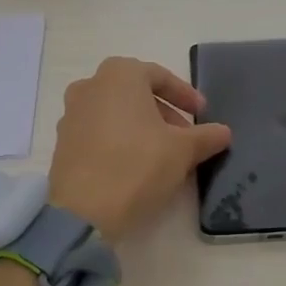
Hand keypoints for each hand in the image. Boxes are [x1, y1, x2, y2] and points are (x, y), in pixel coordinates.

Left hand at [48, 58, 231, 242]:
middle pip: (136, 94)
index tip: (202, 115)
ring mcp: (71, 114)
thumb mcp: (183, 150)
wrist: (83, 211)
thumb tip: (223, 132)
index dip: (185, 96)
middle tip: (186, 137)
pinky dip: (120, 141)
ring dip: (142, 128)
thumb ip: (206, 136)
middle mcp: (90, 86)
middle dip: (164, 113)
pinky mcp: (62, 143)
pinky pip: (99, 132)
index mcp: (119, 74)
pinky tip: (136, 166)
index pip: (160, 76)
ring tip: (164, 154)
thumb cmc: (137, 165)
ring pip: (116, 113)